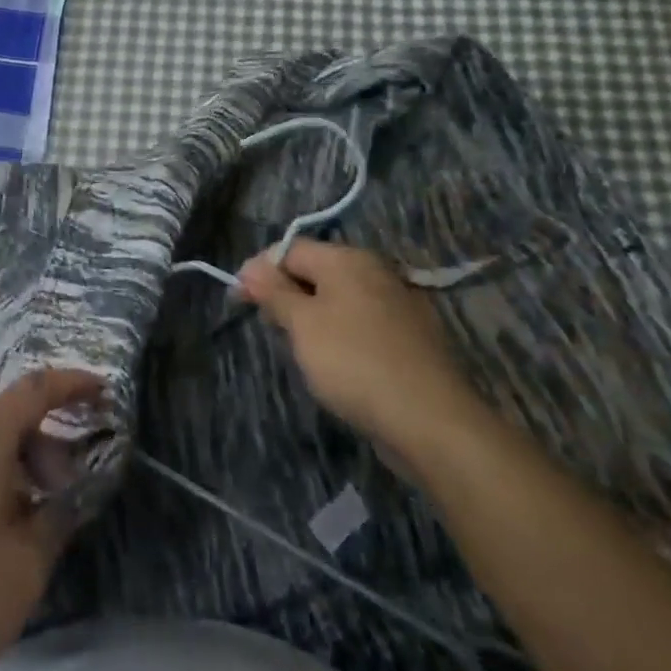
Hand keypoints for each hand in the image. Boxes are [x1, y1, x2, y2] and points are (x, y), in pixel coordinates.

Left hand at [0, 368, 101, 670]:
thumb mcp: (23, 567)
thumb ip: (54, 523)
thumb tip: (63, 499)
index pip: (35, 390)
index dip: (72, 384)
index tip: (103, 392)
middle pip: (9, 419)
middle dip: (47, 445)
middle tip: (67, 494)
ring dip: (19, 470)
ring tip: (34, 525)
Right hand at [238, 240, 482, 450]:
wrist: (431, 421)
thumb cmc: (354, 361)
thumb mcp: (302, 324)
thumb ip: (274, 292)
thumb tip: (251, 268)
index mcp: (348, 259)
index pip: (290, 249)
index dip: (259, 270)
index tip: (239, 300)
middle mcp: (376, 271)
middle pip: (315, 271)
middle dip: (286, 294)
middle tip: (268, 326)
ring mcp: (399, 304)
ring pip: (339, 299)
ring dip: (312, 316)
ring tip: (299, 348)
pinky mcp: (411, 338)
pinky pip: (362, 323)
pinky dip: (341, 334)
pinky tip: (336, 363)